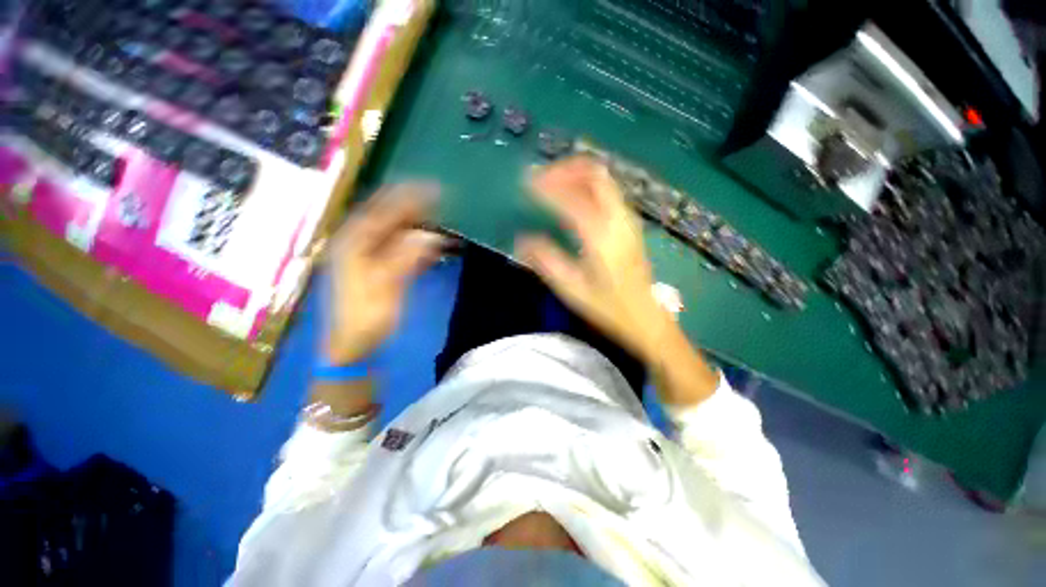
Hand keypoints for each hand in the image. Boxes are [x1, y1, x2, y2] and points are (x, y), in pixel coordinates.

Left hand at [325, 184, 442, 364]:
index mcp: (353, 244)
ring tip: (438, 213)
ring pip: (393, 232)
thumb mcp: (385, 287)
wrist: (353, 346)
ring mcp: (367, 257)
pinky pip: (398, 248)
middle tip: (438, 195)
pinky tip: (431, 241)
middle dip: (411, 205)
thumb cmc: (365, 318)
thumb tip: (430, 236)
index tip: (430, 187)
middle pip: (386, 217)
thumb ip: (406, 258)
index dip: (405, 197)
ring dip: (415, 222)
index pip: (381, 211)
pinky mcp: (378, 269)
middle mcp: (357, 245)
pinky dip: (415, 242)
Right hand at [515, 157, 672, 360]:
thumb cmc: (609, 307)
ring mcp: (627, 219)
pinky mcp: (630, 224)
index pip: (571, 197)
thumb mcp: (572, 289)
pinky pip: (608, 191)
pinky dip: (587, 185)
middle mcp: (618, 219)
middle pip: (594, 174)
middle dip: (565, 169)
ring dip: (577, 174)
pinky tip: (573, 197)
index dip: (547, 186)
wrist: (646, 318)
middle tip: (540, 178)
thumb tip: (521, 239)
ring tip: (553, 183)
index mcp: (601, 235)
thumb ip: (546, 261)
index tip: (525, 183)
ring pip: (603, 179)